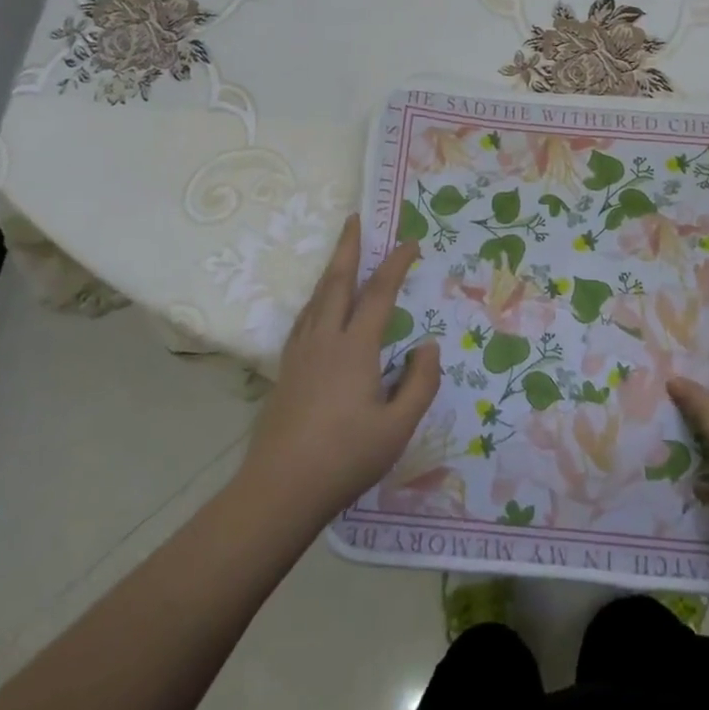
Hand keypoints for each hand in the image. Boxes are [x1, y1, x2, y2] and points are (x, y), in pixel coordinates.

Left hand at [237, 216, 440, 526]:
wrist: (279, 490)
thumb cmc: (345, 458)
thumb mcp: (398, 427)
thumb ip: (420, 383)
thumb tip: (429, 345)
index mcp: (354, 348)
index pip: (379, 295)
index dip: (396, 265)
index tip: (411, 242)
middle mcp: (324, 339)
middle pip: (337, 282)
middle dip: (348, 247)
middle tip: (355, 219)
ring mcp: (300, 354)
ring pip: (316, 298)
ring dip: (331, 270)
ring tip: (341, 255)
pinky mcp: (286, 370)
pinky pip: (304, 319)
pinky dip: (317, 299)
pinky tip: (318, 308)